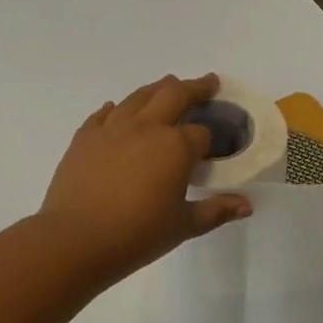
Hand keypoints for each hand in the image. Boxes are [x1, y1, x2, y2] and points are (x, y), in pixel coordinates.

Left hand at [37, 74, 251, 283]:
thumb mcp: (183, 226)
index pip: (201, 133)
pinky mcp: (85, 137)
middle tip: (208, 84)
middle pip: (174, 94)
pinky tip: (118, 110)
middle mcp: (146, 127)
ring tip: (168, 86)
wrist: (75, 239)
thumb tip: (247, 206)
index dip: (210, 140)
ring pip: (139, 96)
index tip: (212, 148)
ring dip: (158, 88)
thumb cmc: (137, 234)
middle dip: (195, 88)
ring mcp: (112, 128)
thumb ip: (216, 210)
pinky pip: (104, 114)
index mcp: (175, 146)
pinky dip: (117, 108)